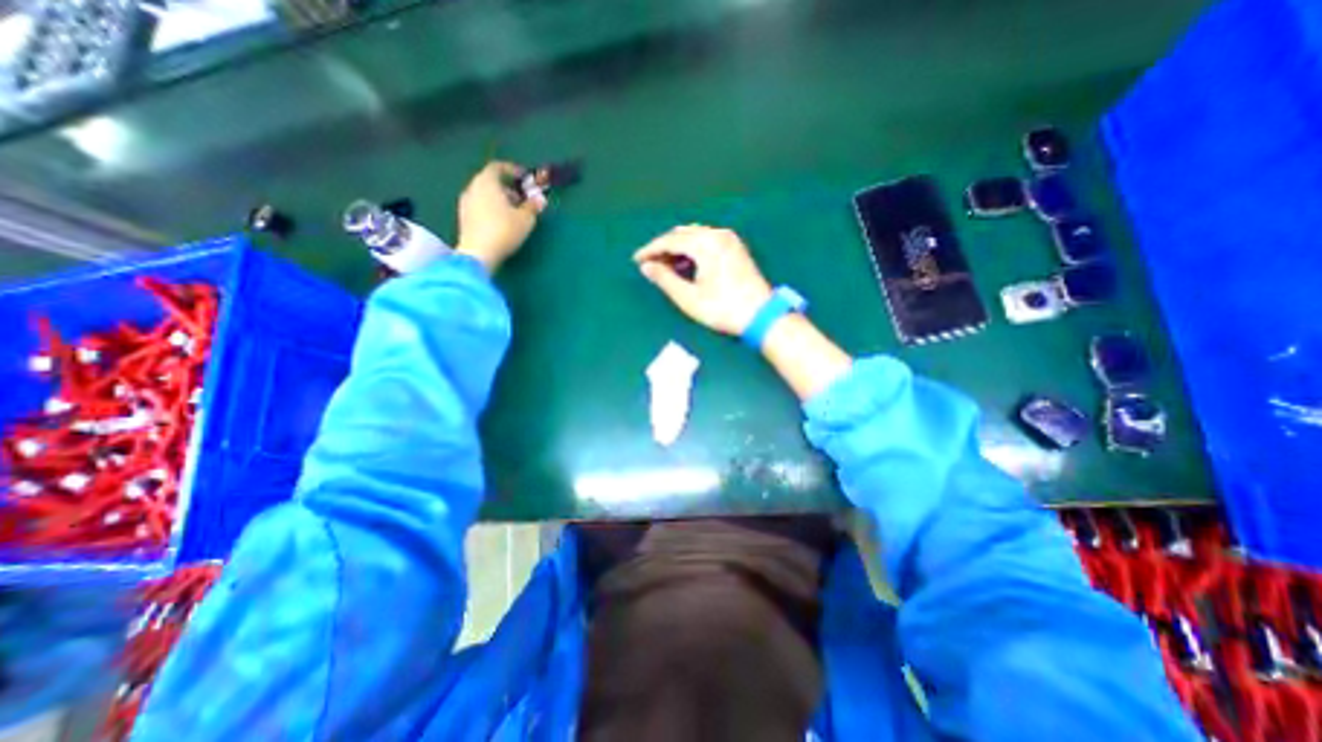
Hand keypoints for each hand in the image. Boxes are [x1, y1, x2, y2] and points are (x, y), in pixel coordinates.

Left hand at [453, 159, 539, 270]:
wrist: (478, 253)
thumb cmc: (504, 231)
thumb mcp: (526, 219)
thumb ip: (533, 206)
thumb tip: (539, 200)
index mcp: (486, 182)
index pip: (497, 167)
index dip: (512, 170)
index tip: (524, 178)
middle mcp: (472, 188)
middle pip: (490, 181)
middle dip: (507, 188)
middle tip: (522, 200)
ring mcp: (465, 203)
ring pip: (484, 195)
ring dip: (499, 200)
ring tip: (513, 213)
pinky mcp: (464, 218)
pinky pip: (480, 206)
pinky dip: (491, 209)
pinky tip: (501, 223)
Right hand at [632, 223, 777, 332]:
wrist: (761, 315)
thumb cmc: (722, 308)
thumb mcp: (689, 297)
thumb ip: (665, 279)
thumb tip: (646, 267)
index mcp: (705, 244)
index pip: (670, 241)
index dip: (651, 250)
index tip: (636, 260)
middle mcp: (717, 234)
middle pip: (682, 234)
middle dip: (664, 247)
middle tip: (650, 264)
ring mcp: (729, 239)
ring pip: (695, 236)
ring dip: (678, 247)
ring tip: (665, 266)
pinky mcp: (736, 247)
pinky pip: (707, 240)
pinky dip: (693, 249)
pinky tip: (686, 264)